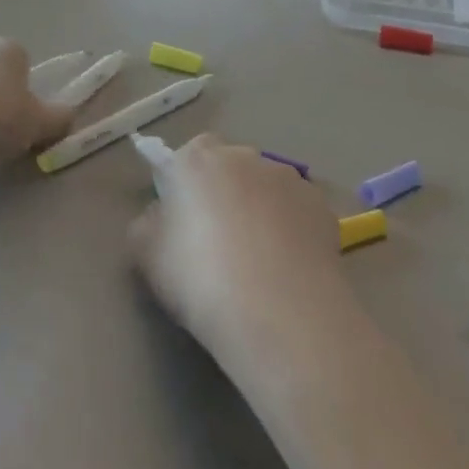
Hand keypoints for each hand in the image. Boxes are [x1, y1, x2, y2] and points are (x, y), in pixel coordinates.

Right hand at [129, 133, 354, 359]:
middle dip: (224, 194)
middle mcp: (246, 157)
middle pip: (229, 168)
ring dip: (260, 209)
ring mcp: (290, 179)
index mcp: (198, 160)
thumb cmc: (201, 279)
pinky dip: (290, 229)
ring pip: (267, 188)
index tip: (181, 218)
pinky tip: (287, 267)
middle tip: (217, 241)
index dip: (183, 183)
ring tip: (258, 260)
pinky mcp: (322, 207)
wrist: (280, 314)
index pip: (188, 154)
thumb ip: (148, 224)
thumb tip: (161, 216)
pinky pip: (296, 211)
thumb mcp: (146, 256)